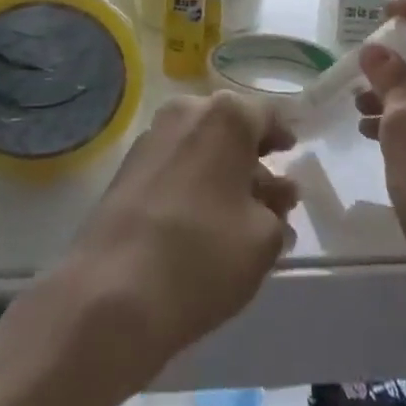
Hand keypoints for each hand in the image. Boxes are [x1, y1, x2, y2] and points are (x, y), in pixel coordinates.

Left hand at [45, 91, 297, 395]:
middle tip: (271, 194)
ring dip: (222, 173)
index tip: (292, 154)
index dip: (282, 134)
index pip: (266, 114)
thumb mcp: (264, 238)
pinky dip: (193, 183)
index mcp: (225, 116)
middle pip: (229, 128)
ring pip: (200, 147)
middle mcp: (186, 112)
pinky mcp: (126, 169)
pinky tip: (204, 223)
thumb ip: (276, 208)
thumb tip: (274, 194)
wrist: (112, 292)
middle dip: (251, 158)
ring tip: (241, 218)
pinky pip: (174, 165)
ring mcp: (151, 138)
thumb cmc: (203, 254)